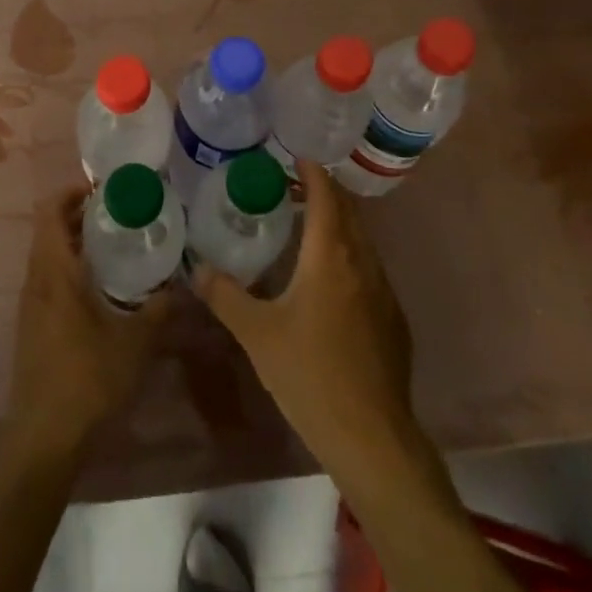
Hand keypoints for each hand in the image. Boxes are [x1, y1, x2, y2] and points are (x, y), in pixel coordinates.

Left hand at [7, 188, 171, 460]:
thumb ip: (160, 311)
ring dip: (74, 242)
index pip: (50, 211)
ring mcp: (31, 305)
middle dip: (79, 215)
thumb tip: (184, 287)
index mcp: (54, 271)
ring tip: (115, 244)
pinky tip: (101, 286)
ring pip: (48, 256)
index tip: (104, 190)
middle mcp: (36, 280)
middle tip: (119, 213)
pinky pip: (48, 279)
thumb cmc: (87, 380)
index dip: (71, 192)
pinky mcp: (33, 326)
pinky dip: (70, 268)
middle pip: (49, 230)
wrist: (43, 438)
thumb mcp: (134, 343)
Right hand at [194, 160, 416, 465]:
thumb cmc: (310, 375)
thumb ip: (225, 296)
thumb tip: (198, 269)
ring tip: (312, 224)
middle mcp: (362, 264)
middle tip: (297, 184)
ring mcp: (384, 292)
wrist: (372, 436)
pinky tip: (333, 279)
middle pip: (348, 213)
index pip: (326, 197)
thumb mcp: (257, 334)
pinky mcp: (394, 320)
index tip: (298, 155)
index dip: (313, 172)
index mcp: (330, 257)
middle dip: (326, 192)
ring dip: (340, 223)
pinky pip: (371, 270)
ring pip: (362, 241)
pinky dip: (351, 254)